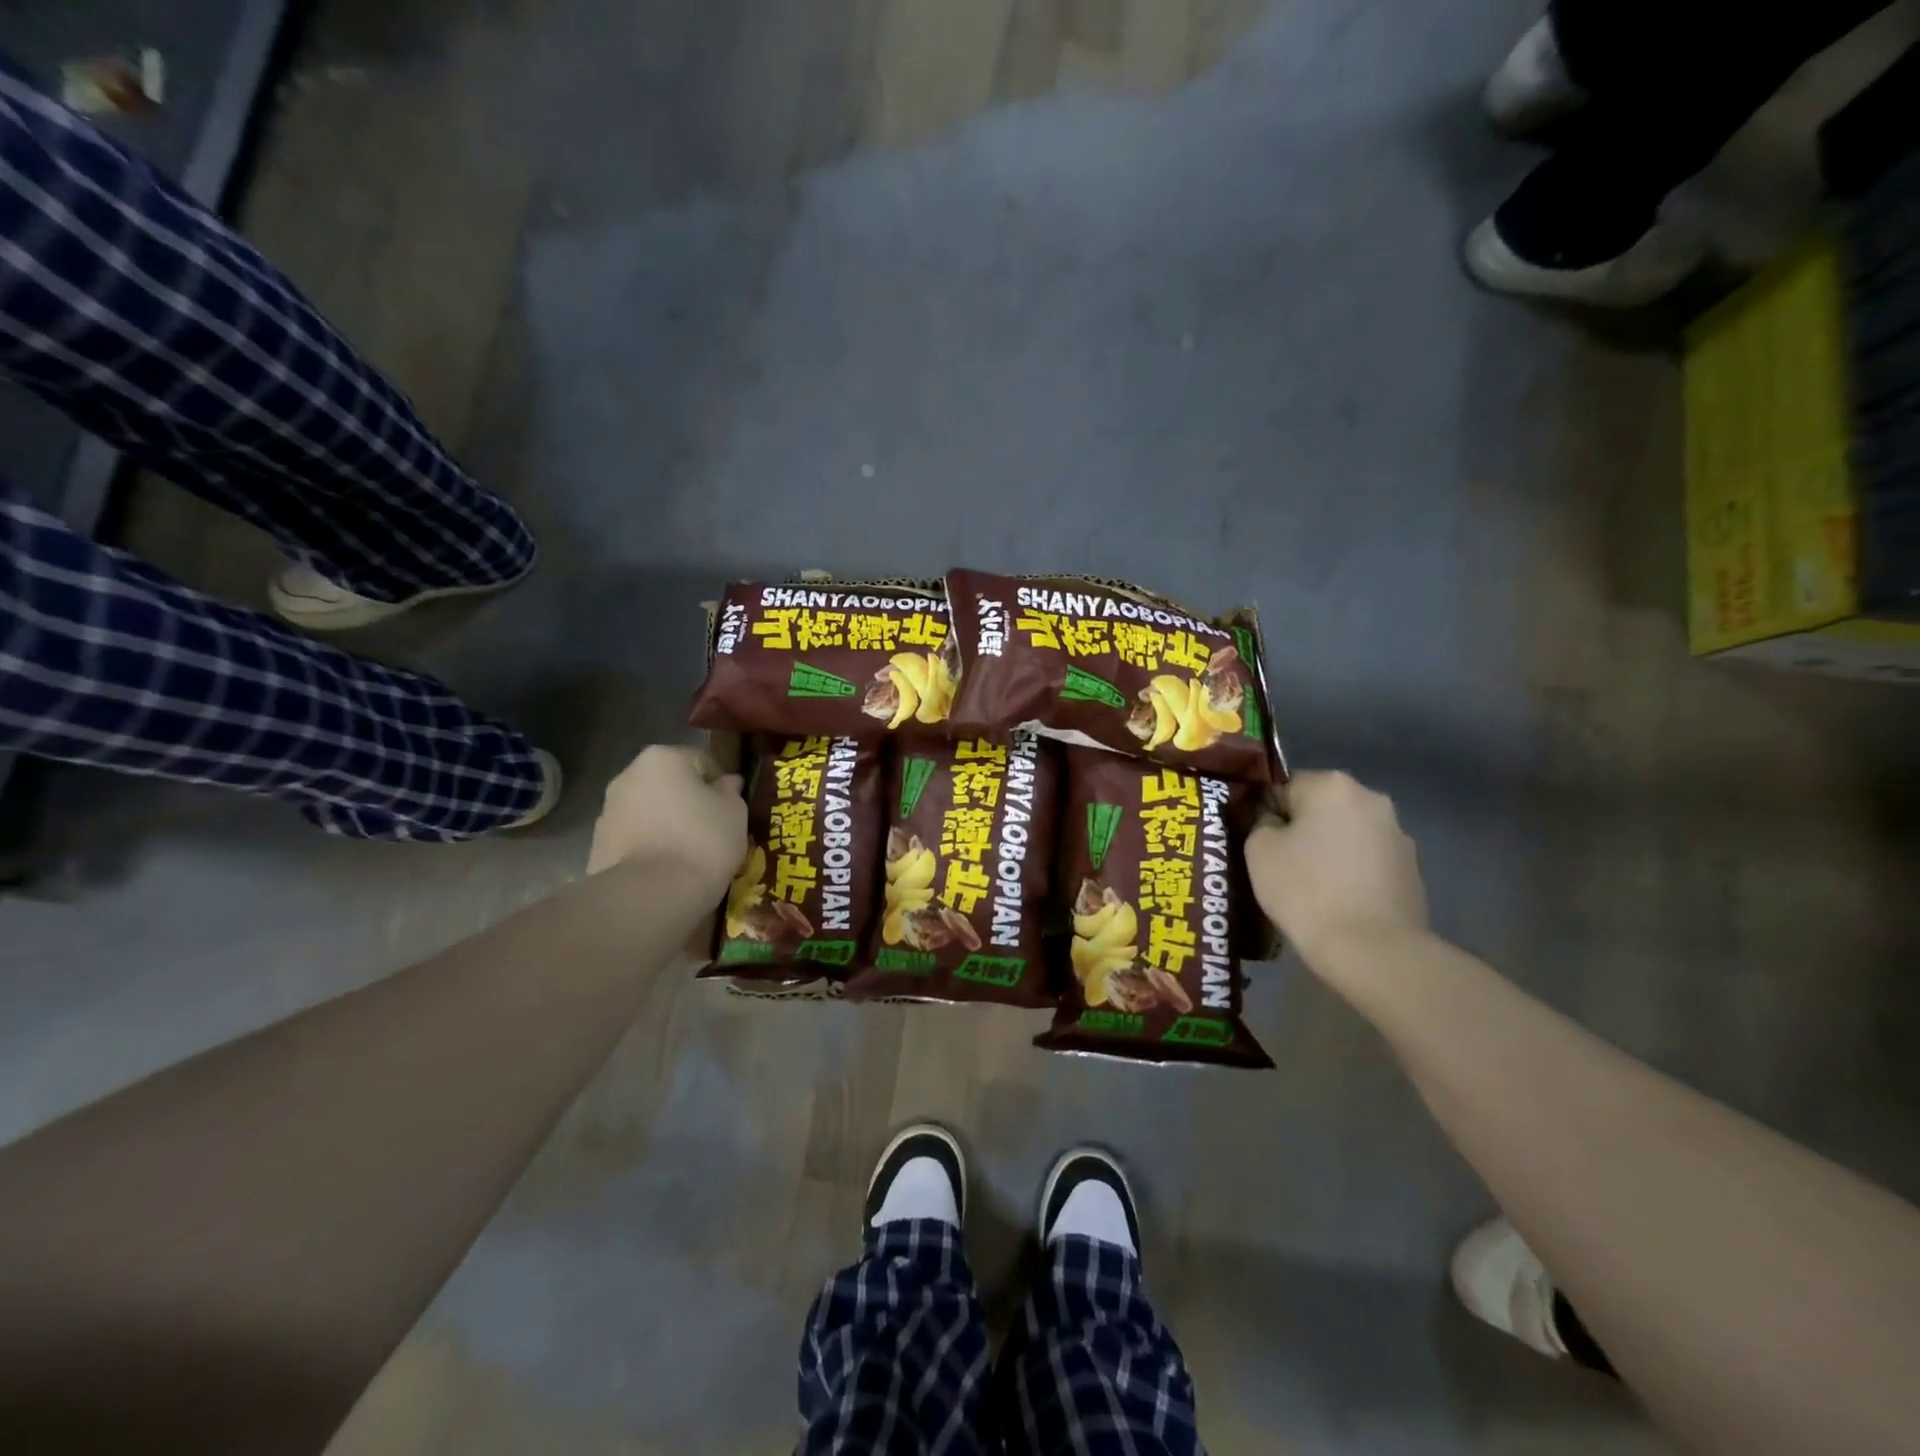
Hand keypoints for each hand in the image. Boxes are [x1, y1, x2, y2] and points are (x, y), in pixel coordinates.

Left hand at [587, 745, 746, 892]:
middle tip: (713, 830)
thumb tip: (726, 784)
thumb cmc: (702, 841)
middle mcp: (628, 776)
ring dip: (668, 825)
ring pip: (650, 812)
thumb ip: (731, 792)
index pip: (702, 761)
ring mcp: (607, 812)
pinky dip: (650, 847)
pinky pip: (635, 839)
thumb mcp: (734, 813)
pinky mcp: (597, 846)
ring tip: (689, 854)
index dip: (721, 784)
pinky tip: (667, 870)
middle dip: (689, 803)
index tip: (732, 808)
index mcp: (663, 758)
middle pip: (670, 785)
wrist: (651, 895)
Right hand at [1245, 771, 1428, 965]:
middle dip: (1301, 829)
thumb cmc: (1306, 891)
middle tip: (1280, 865)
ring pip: (1345, 832)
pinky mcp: (1412, 868)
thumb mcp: (1258, 850)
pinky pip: (1367, 859)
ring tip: (1311, 887)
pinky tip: (1339, 900)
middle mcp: (1370, 798)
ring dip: (1328, 848)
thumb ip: (1260, 821)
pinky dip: (1351, 871)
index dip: (1266, 814)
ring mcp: (1397, 833)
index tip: (1259, 844)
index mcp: (1331, 785)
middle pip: (1319, 806)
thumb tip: (1273, 820)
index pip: (1283, 786)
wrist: (1372, 950)